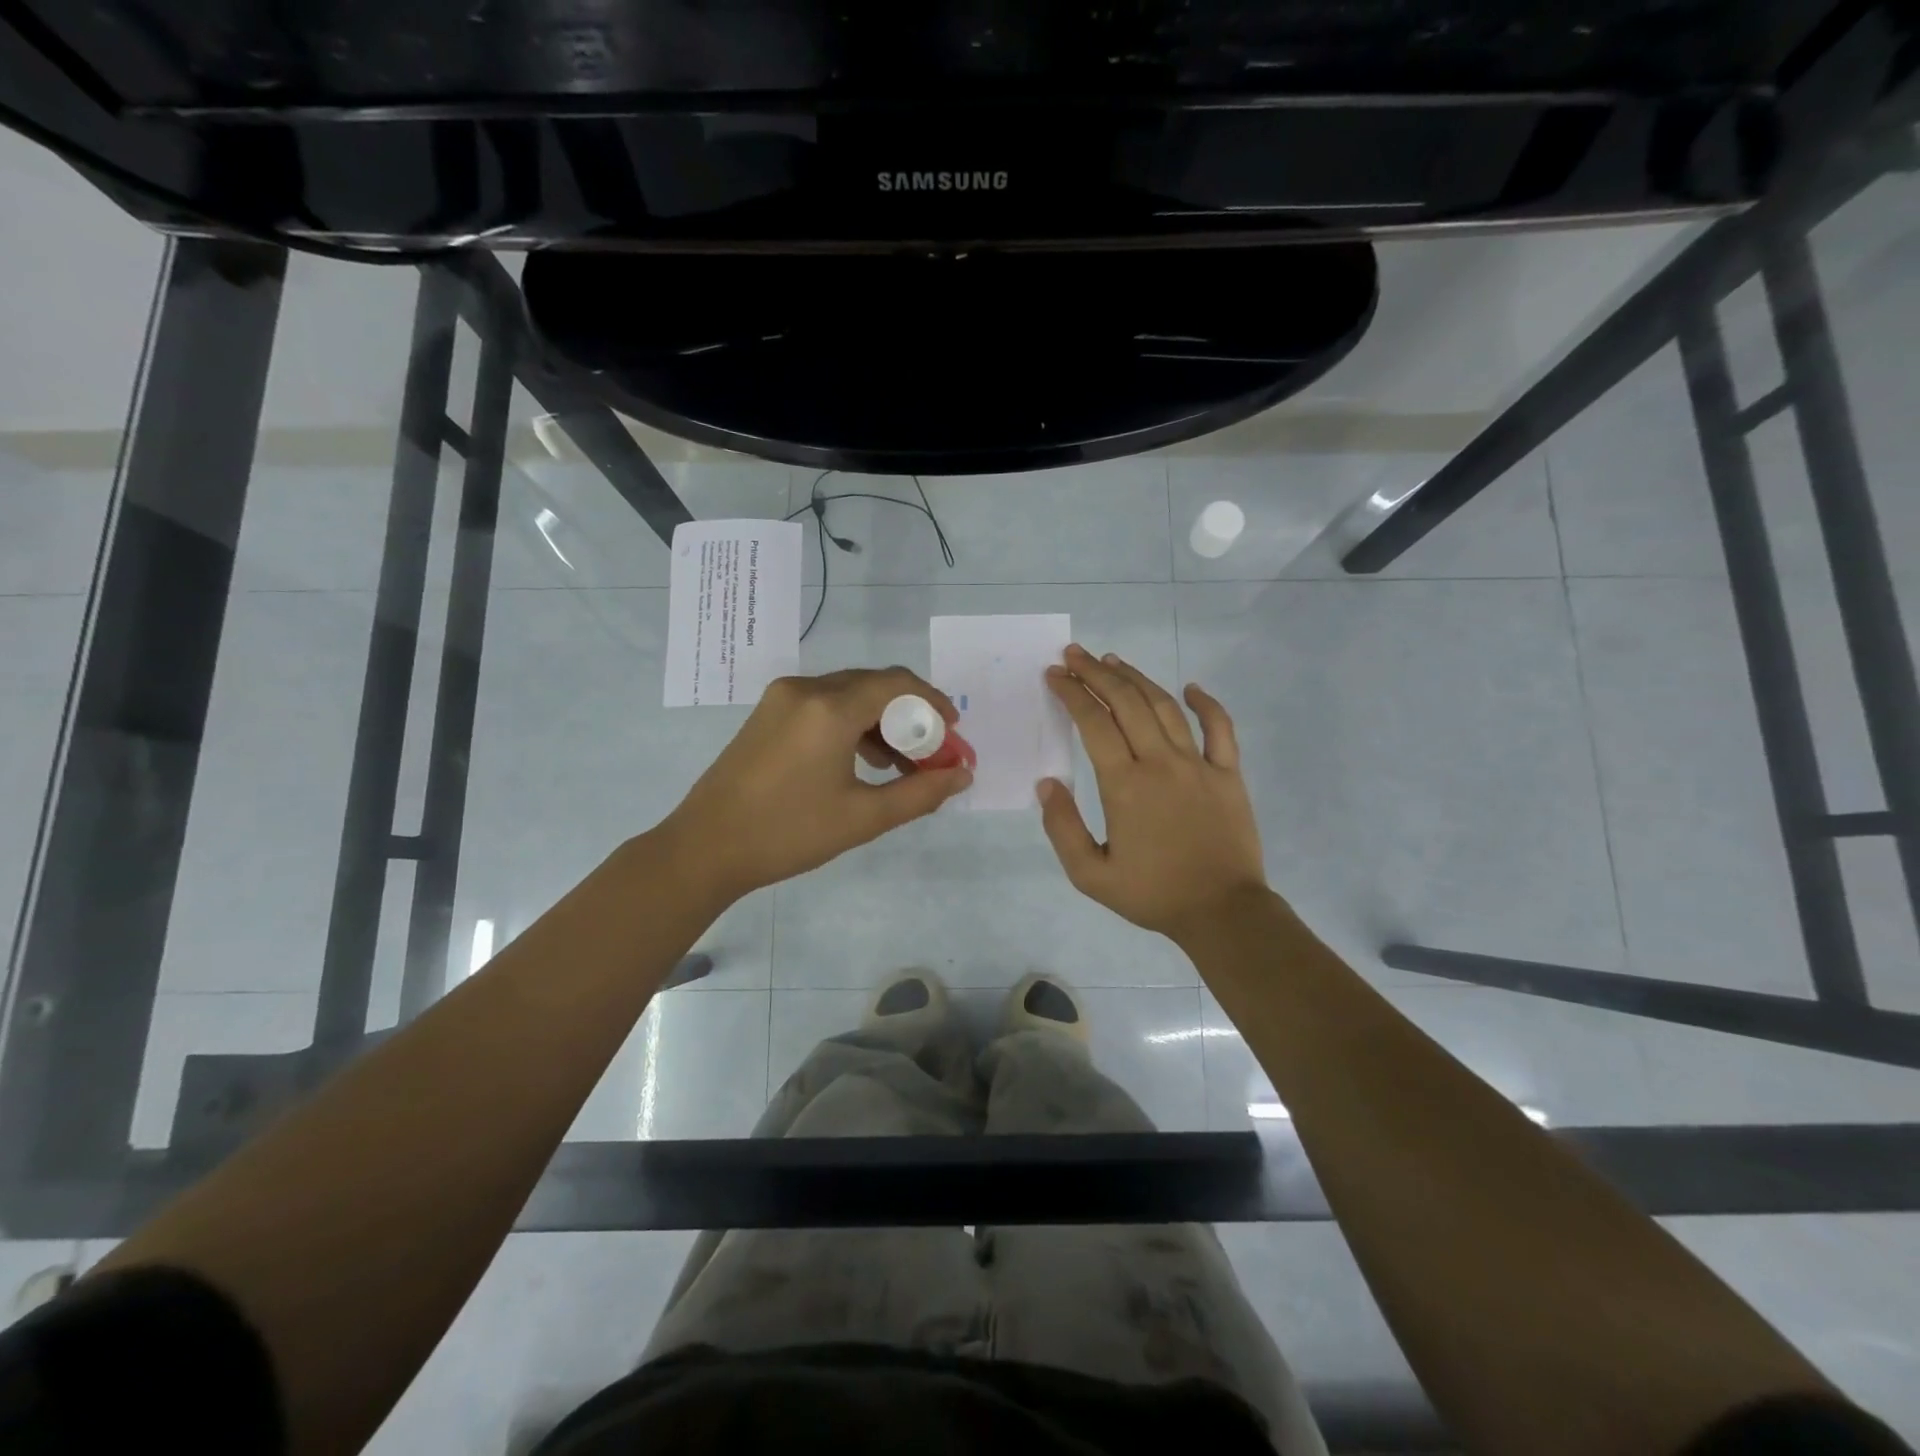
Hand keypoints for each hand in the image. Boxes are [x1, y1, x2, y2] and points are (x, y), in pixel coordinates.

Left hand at [658, 667, 972, 902]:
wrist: (705, 848)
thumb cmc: (788, 833)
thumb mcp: (863, 818)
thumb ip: (920, 793)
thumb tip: (962, 775)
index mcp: (829, 708)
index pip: (897, 684)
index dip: (933, 703)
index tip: (953, 734)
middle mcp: (805, 689)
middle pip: (874, 685)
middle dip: (910, 715)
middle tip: (931, 754)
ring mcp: (781, 698)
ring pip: (849, 694)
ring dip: (881, 721)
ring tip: (901, 765)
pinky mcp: (768, 713)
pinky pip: (824, 705)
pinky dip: (852, 724)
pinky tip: (863, 761)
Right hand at [1038, 645, 1267, 942]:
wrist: (1222, 911)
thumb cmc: (1153, 894)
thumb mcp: (1090, 875)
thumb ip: (1062, 828)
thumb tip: (1047, 783)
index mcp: (1125, 785)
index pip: (1094, 723)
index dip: (1072, 694)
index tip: (1055, 675)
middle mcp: (1161, 762)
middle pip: (1126, 703)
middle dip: (1097, 673)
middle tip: (1075, 655)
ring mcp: (1199, 764)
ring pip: (1165, 706)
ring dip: (1137, 679)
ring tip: (1114, 661)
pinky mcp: (1228, 773)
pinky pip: (1220, 728)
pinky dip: (1206, 703)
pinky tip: (1190, 687)